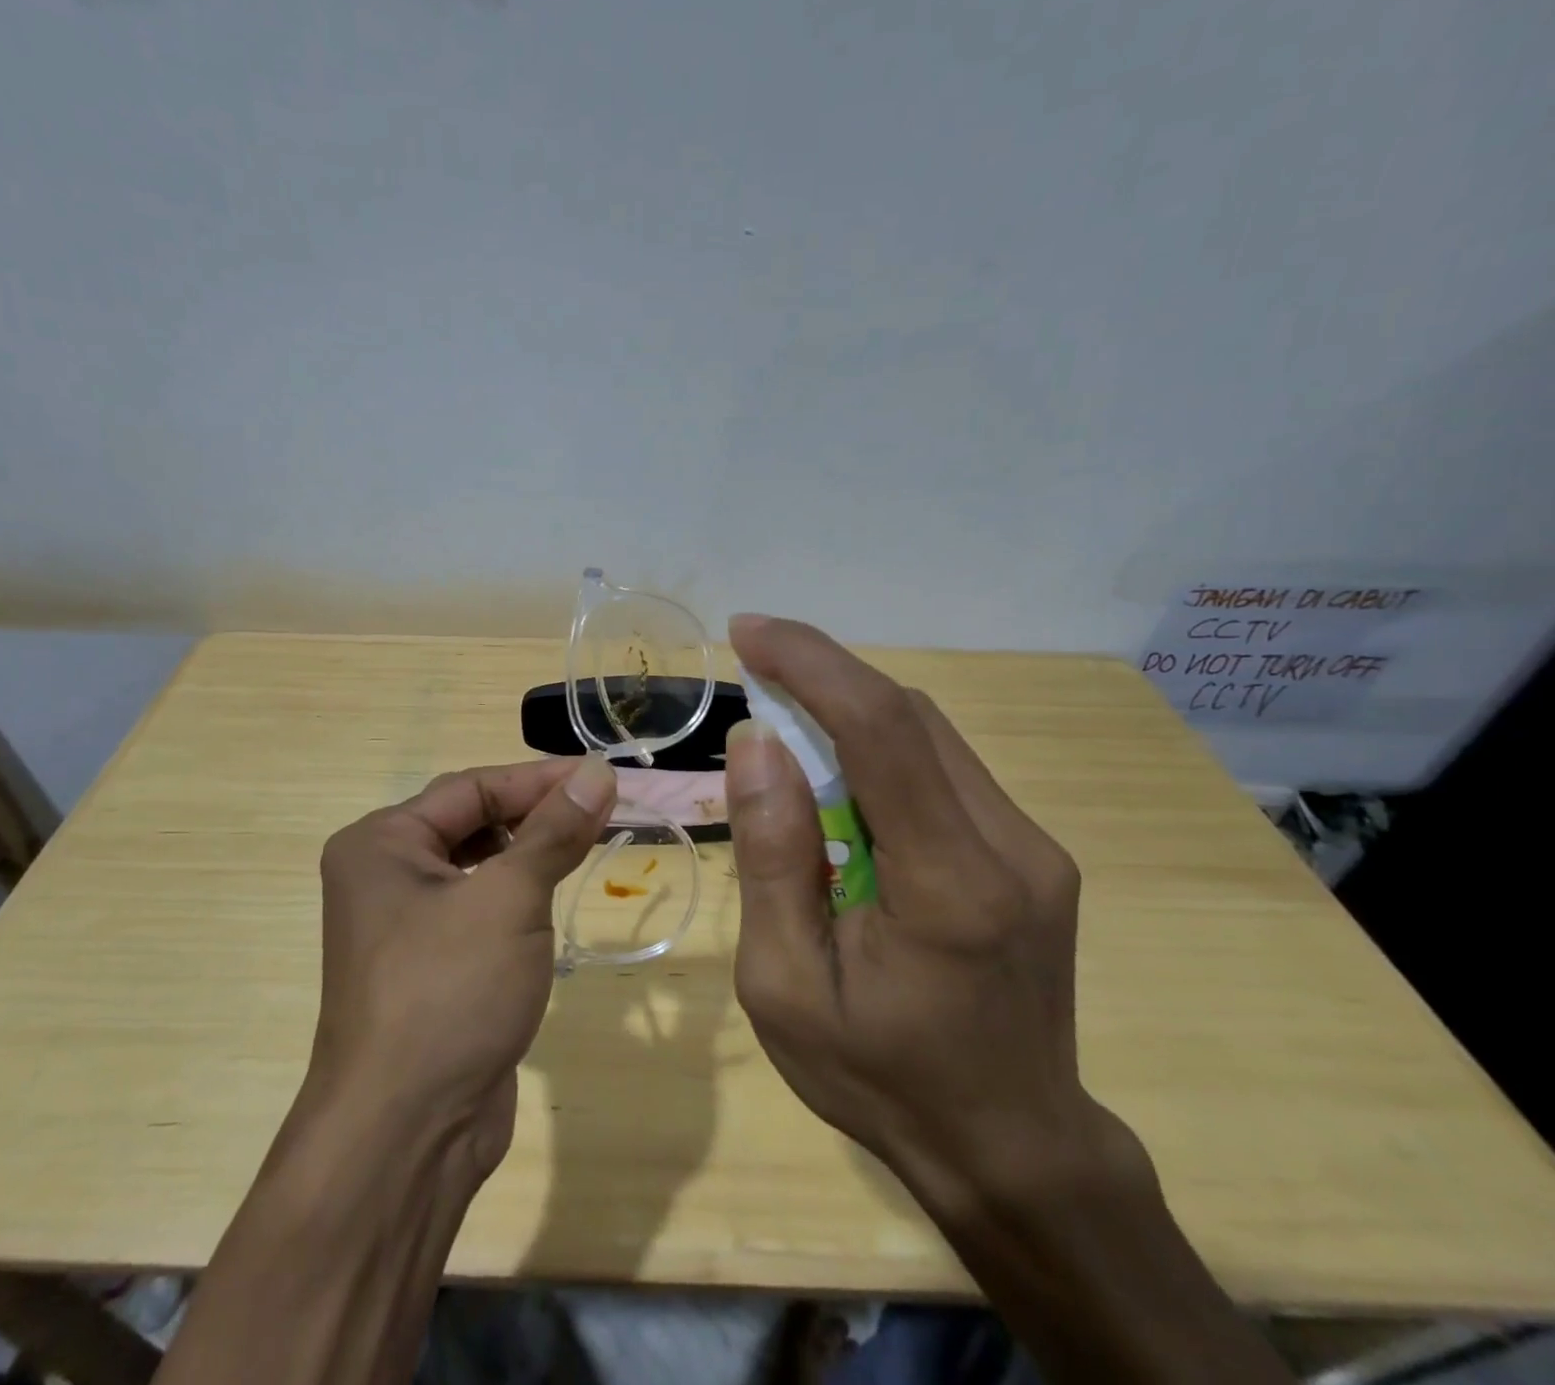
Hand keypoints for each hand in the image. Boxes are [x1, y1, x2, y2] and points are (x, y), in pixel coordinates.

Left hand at [305, 755, 615, 1180]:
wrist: (407, 1134)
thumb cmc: (450, 992)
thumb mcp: (510, 899)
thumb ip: (554, 831)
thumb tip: (598, 772)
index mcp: (382, 843)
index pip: (472, 788)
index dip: (540, 778)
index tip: (601, 775)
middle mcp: (384, 874)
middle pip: (472, 822)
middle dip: (537, 813)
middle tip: (602, 808)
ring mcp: (405, 923)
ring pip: (480, 865)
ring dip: (531, 852)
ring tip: (588, 842)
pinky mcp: (431, 964)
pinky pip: (480, 907)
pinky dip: (519, 894)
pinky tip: (555, 894)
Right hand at [725, 615, 1116, 1213]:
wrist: (1011, 1148)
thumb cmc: (880, 1080)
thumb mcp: (786, 986)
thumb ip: (772, 858)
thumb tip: (757, 742)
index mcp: (951, 887)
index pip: (883, 731)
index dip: (813, 664)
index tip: (748, 633)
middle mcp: (1011, 848)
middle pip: (910, 717)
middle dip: (824, 677)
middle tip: (753, 669)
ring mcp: (1034, 847)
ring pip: (930, 735)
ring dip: (851, 710)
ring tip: (785, 723)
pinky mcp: (1032, 854)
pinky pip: (944, 769)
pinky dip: (881, 749)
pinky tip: (839, 780)